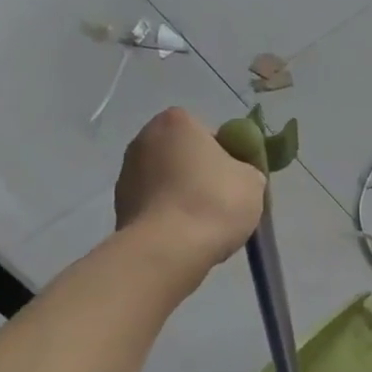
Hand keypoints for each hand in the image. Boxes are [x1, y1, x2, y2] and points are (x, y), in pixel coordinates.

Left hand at [115, 108, 266, 270]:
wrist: (168, 250)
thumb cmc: (214, 202)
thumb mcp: (252, 181)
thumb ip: (246, 169)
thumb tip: (237, 176)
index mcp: (176, 121)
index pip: (210, 134)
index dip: (227, 158)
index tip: (235, 182)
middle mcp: (144, 138)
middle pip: (183, 155)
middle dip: (200, 175)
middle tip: (221, 202)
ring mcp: (126, 173)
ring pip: (166, 181)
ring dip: (181, 196)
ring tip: (201, 226)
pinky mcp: (118, 206)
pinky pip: (153, 206)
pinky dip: (167, 216)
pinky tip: (182, 237)